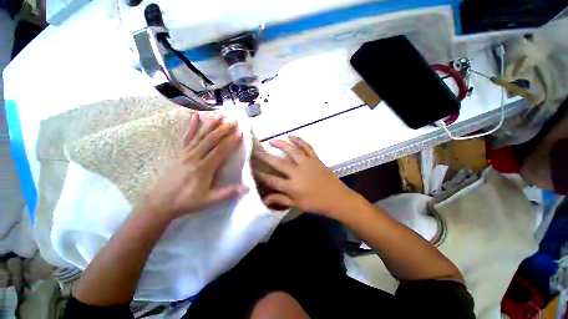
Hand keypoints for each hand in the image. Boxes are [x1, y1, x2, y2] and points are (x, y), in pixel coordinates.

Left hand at [143, 114, 245, 220]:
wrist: (161, 202)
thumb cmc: (186, 201)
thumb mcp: (208, 201)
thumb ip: (226, 193)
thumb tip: (245, 188)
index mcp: (203, 168)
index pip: (220, 151)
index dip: (230, 141)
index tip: (240, 133)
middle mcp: (194, 157)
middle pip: (211, 140)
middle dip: (223, 129)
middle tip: (233, 121)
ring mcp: (185, 153)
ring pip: (200, 135)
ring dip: (210, 124)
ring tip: (220, 115)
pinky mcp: (179, 153)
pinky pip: (186, 137)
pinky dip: (191, 126)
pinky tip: (194, 116)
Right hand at [253, 136, 355, 216]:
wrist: (339, 199)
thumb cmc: (317, 204)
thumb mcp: (298, 204)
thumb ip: (281, 199)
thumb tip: (264, 199)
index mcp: (293, 187)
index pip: (272, 180)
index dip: (261, 175)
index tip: (251, 169)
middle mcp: (298, 173)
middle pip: (278, 163)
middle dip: (265, 157)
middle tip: (255, 150)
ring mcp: (308, 164)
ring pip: (292, 151)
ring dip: (281, 144)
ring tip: (271, 141)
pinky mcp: (316, 159)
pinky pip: (307, 147)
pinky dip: (299, 140)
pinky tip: (291, 136)